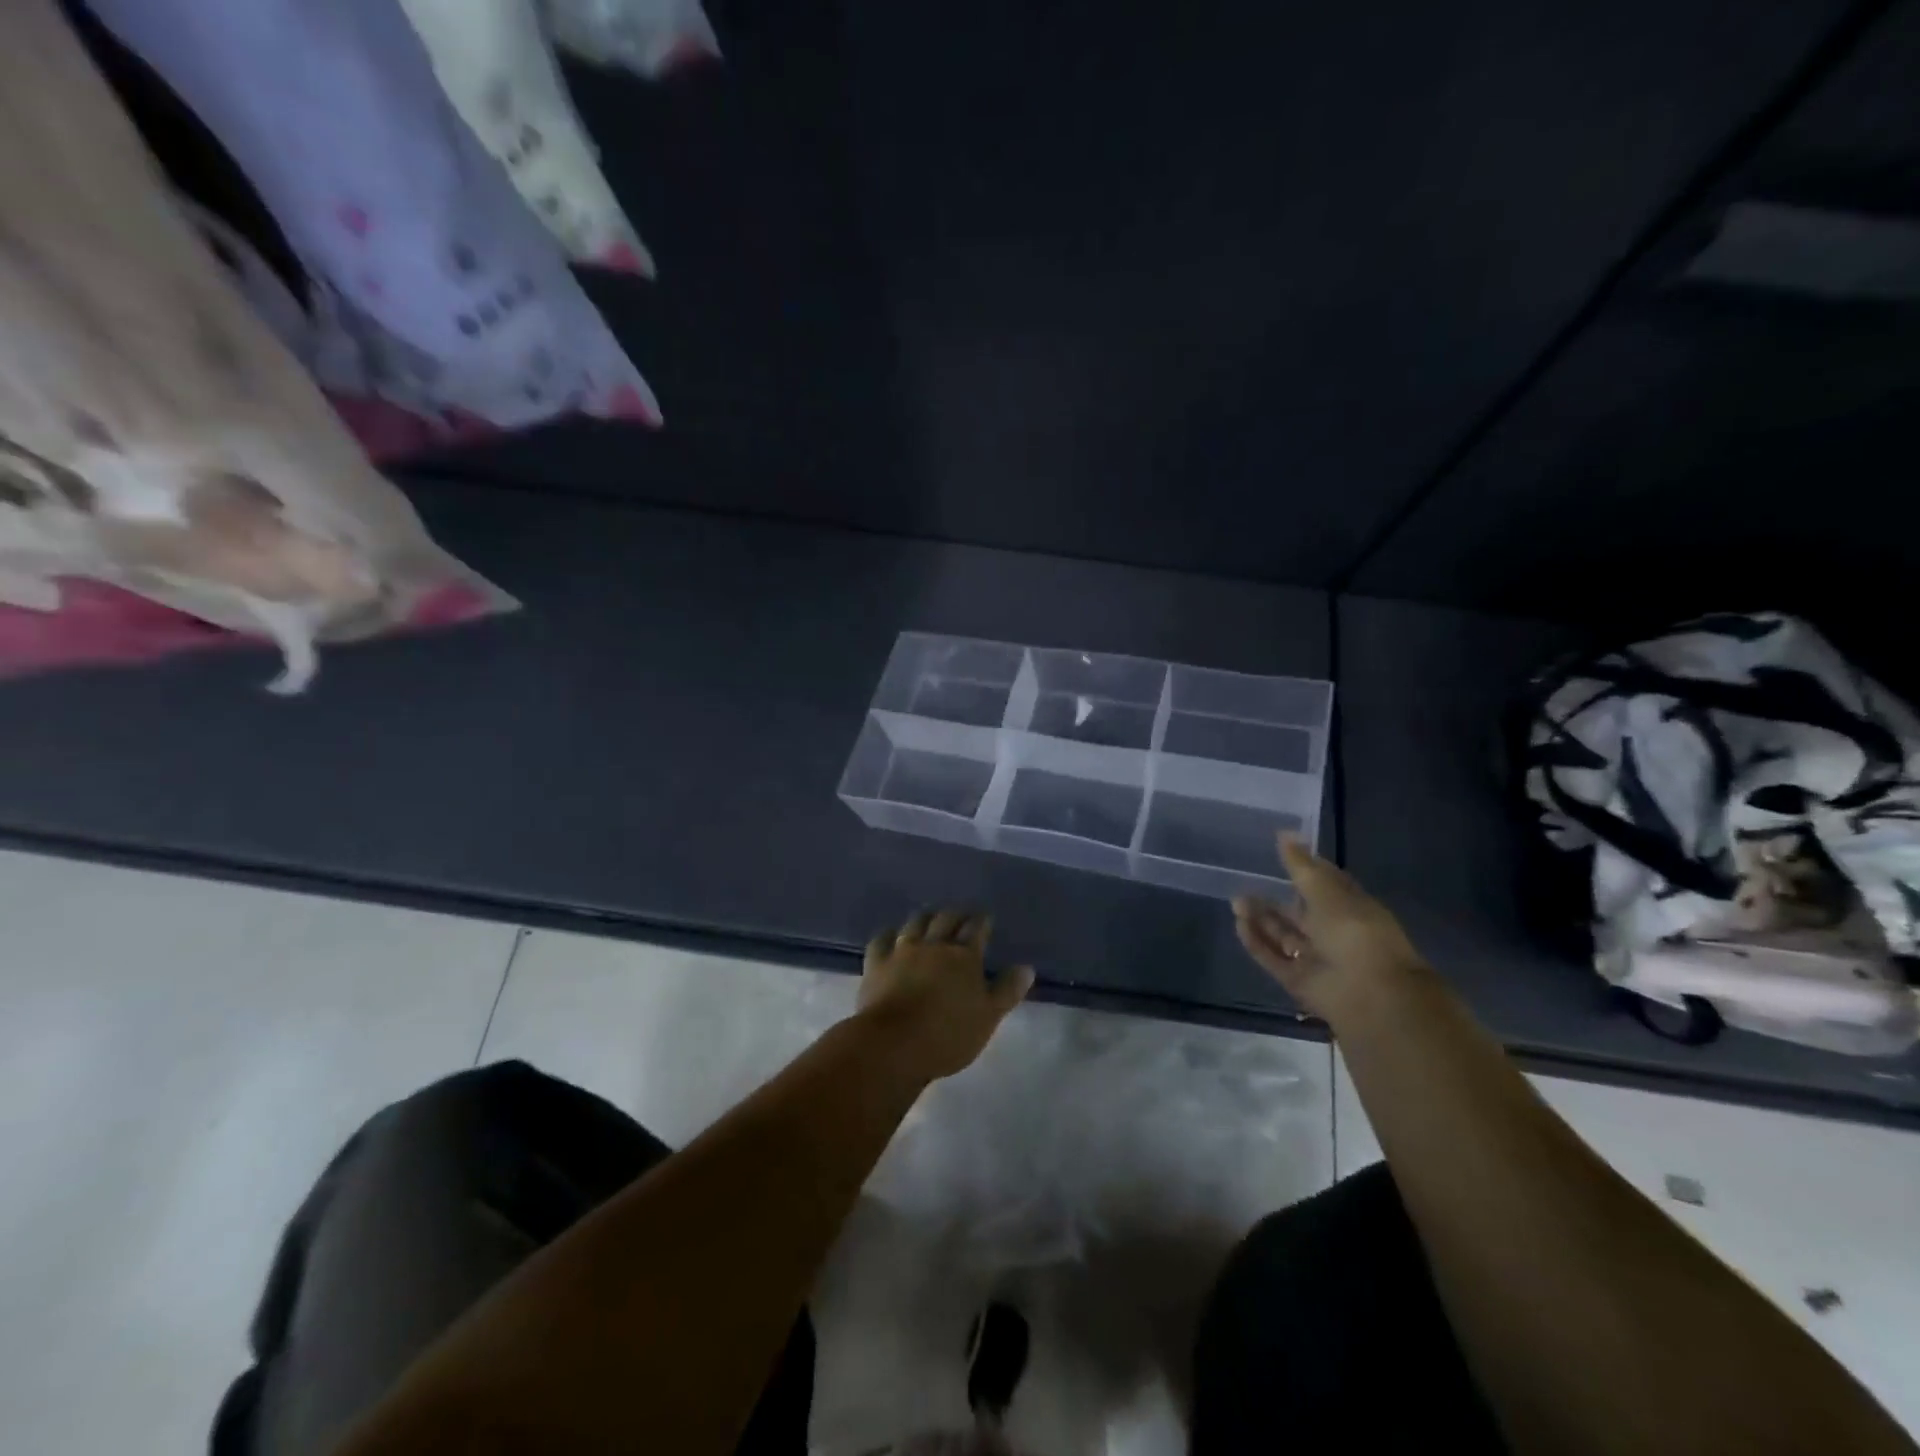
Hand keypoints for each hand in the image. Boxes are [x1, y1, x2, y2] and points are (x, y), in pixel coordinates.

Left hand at [857, 909, 1033, 1079]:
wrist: (894, 1044)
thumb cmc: (949, 1034)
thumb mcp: (988, 1017)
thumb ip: (1007, 990)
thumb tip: (1026, 967)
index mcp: (964, 956)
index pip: (976, 929)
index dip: (982, 921)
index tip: (986, 917)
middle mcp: (934, 945)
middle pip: (946, 919)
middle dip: (956, 914)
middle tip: (962, 914)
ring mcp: (902, 950)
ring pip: (916, 923)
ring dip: (926, 916)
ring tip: (930, 916)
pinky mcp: (876, 963)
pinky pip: (882, 939)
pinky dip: (889, 934)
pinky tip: (891, 935)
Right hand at [1233, 836, 1428, 1022]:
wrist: (1370, 993)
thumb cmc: (1354, 932)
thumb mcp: (1325, 890)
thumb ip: (1300, 865)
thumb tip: (1283, 834)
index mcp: (1351, 908)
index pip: (1325, 885)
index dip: (1304, 870)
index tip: (1278, 854)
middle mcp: (1334, 933)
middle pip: (1298, 913)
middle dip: (1273, 900)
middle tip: (1244, 885)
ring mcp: (1316, 959)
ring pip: (1283, 935)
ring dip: (1260, 919)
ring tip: (1236, 903)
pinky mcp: (1299, 981)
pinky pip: (1273, 959)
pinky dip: (1256, 943)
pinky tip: (1239, 925)